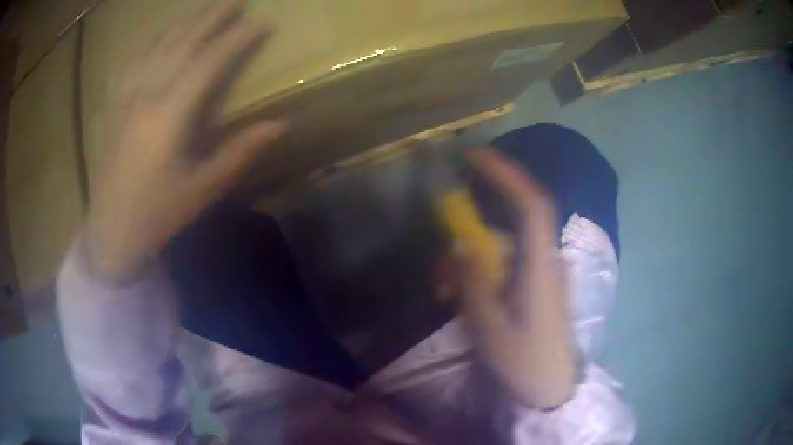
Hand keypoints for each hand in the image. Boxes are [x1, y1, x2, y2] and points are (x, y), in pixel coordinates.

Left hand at [84, 0, 285, 281]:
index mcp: (169, 115)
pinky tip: (159, 36)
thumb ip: (240, 152)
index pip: (209, 62)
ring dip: (184, 22)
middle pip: (183, 42)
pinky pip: (133, 60)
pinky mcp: (114, 105)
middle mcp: (146, 94)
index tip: (262, 22)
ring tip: (204, 7)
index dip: (238, 39)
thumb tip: (282, 124)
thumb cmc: (156, 215)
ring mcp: (125, 96)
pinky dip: (151, 42)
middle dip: (212, 15)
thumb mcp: (202, 189)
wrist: (110, 232)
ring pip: (158, 45)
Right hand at [438, 150, 574, 408]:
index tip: (474, 155)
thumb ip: (473, 283)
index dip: (506, 173)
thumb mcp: (490, 328)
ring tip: (444, 295)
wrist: (552, 387)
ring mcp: (541, 273)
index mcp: (540, 265)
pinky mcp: (535, 286)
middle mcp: (544, 259)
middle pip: (507, 227)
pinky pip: (504, 267)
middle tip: (441, 272)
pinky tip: (461, 300)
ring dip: (469, 264)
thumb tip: (459, 248)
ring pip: (500, 250)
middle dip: (468, 237)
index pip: (531, 203)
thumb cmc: (525, 361)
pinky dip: (479, 275)